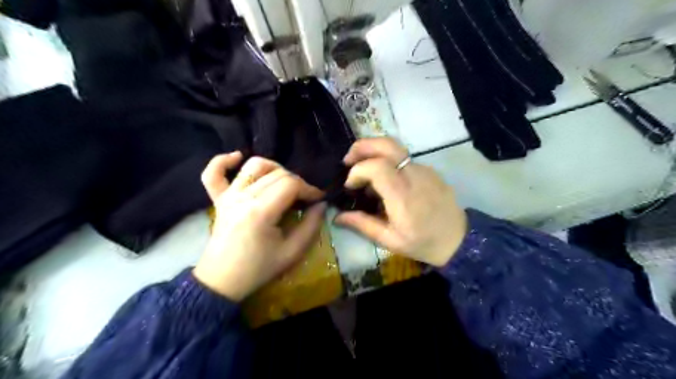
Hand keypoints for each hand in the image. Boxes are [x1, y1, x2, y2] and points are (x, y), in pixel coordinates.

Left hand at [192, 153, 327, 299]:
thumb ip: (311, 226)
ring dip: (274, 168)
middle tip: (305, 198)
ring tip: (284, 181)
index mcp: (261, 212)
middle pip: (277, 174)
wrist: (222, 281)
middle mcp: (243, 197)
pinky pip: (214, 173)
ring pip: (253, 166)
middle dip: (298, 182)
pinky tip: (237, 158)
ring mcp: (228, 196)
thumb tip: (321, 205)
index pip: (291, 184)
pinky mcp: (218, 199)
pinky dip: (223, 161)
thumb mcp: (292, 252)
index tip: (318, 199)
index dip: (309, 189)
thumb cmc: (258, 269)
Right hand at [333, 138, 470, 265]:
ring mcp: (424, 169)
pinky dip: (388, 162)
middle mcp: (414, 175)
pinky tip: (385, 181)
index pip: (376, 166)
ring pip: (395, 148)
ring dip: (374, 153)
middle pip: (386, 144)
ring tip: (364, 171)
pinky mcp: (429, 170)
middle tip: (348, 161)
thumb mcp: (390, 240)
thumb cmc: (422, 243)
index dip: (357, 170)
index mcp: (402, 195)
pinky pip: (404, 159)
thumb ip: (362, 224)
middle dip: (362, 147)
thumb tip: (337, 216)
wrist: (458, 239)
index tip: (350, 186)